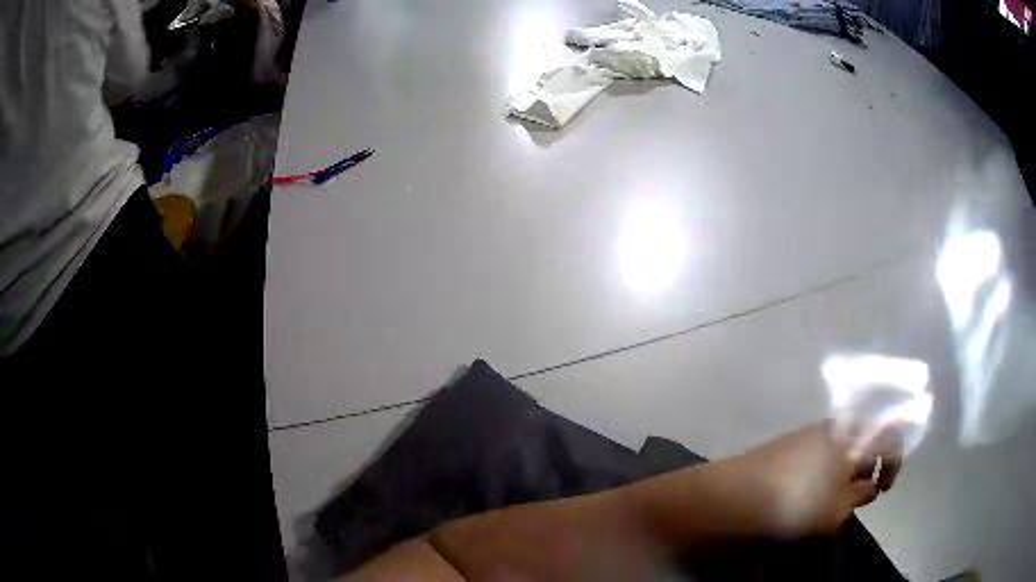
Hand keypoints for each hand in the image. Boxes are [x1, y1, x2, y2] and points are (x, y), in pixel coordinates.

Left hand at [725, 421, 903, 538]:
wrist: (735, 494)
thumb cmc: (796, 502)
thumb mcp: (838, 508)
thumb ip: (860, 494)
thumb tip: (868, 486)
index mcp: (854, 435)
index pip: (890, 435)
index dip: (894, 462)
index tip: (882, 490)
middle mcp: (835, 427)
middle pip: (865, 443)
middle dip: (867, 472)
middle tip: (853, 501)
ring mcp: (809, 434)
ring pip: (842, 452)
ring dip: (844, 477)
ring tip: (828, 505)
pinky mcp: (789, 445)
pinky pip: (820, 457)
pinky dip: (824, 476)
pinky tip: (807, 499)